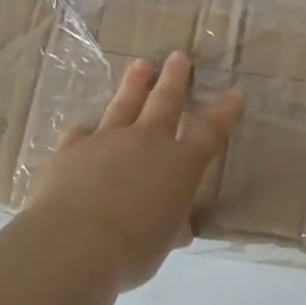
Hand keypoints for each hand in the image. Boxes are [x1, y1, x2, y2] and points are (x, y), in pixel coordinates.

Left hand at [25, 51, 242, 291]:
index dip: (224, 113)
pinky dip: (87, 131)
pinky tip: (84, 127)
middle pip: (165, 102)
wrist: (74, 242)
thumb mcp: (162, 242)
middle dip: (175, 78)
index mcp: (179, 165)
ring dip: (135, 84)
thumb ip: (171, 228)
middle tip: (179, 55)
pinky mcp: (71, 149)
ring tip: (141, 64)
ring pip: (123, 104)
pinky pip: (81, 134)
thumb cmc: (133, 249)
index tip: (234, 93)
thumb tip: (178, 229)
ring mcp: (106, 141)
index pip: (209, 133)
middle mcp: (146, 143)